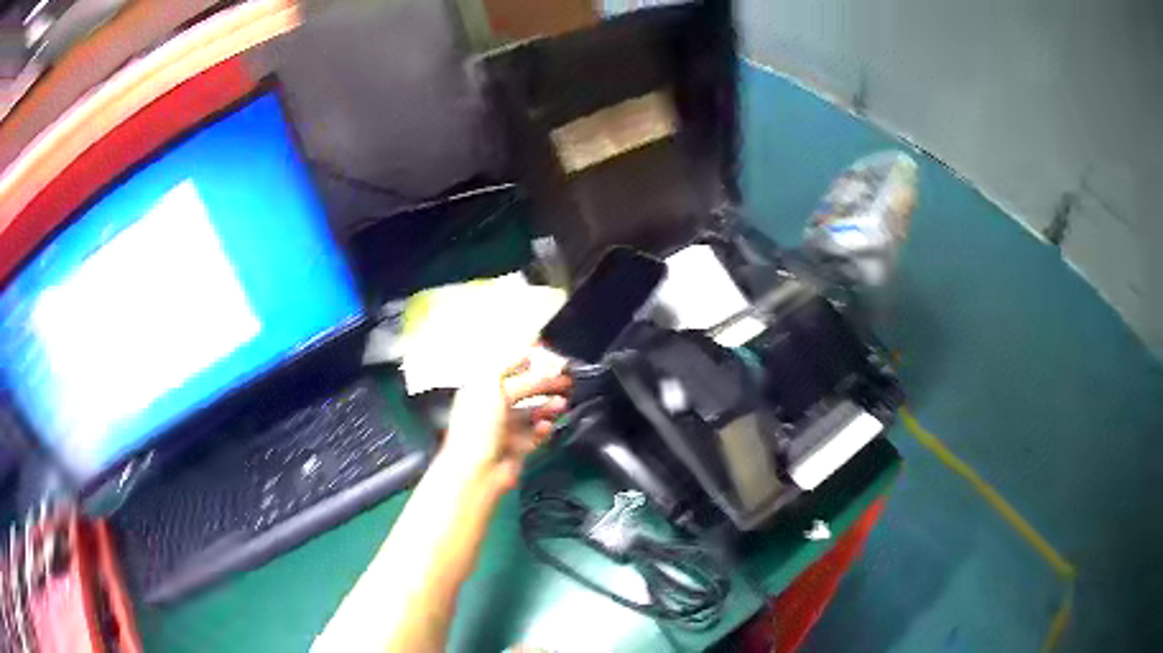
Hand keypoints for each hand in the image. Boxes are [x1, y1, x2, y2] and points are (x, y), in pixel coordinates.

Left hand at [440, 351, 571, 494]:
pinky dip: (543, 429)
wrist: (478, 471)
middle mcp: (492, 407)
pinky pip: (535, 435)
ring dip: (547, 406)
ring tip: (563, 404)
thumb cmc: (479, 426)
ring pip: (531, 412)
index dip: (528, 360)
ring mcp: (504, 429)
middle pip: (523, 389)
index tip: (550, 355)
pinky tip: (547, 426)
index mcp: (481, 389)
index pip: (507, 368)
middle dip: (544, 383)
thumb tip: (529, 347)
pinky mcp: (516, 448)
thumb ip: (510, 364)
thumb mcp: (491, 385)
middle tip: (566, 380)